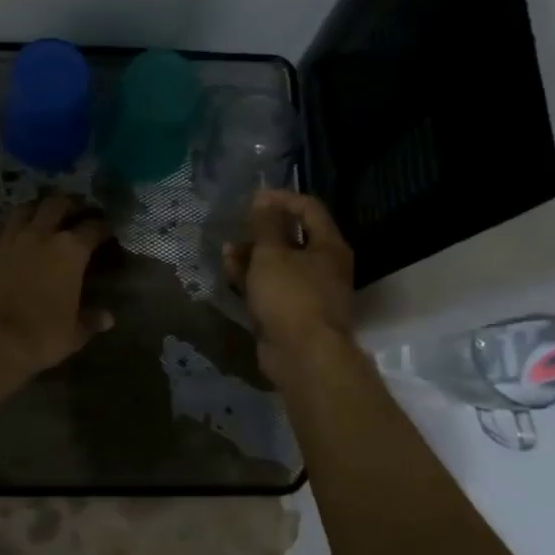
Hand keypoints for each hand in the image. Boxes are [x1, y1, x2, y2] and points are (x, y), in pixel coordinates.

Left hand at [0, 193, 113, 379]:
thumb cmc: (41, 336)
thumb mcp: (74, 332)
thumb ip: (91, 320)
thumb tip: (108, 318)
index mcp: (70, 250)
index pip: (93, 227)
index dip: (103, 227)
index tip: (106, 230)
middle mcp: (41, 234)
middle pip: (58, 203)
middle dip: (70, 204)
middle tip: (76, 211)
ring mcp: (10, 237)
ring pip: (25, 207)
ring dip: (37, 207)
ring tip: (42, 214)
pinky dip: (8, 221)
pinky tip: (11, 228)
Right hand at [224, 189, 355, 382]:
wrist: (303, 356)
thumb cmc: (290, 295)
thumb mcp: (272, 253)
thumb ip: (265, 224)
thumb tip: (263, 198)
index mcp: (328, 246)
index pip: (309, 209)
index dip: (282, 199)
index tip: (254, 198)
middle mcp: (324, 266)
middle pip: (292, 238)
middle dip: (261, 232)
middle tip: (237, 227)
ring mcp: (308, 292)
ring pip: (278, 265)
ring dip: (252, 256)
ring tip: (226, 253)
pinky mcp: (292, 314)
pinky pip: (272, 288)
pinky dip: (253, 280)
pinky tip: (230, 274)